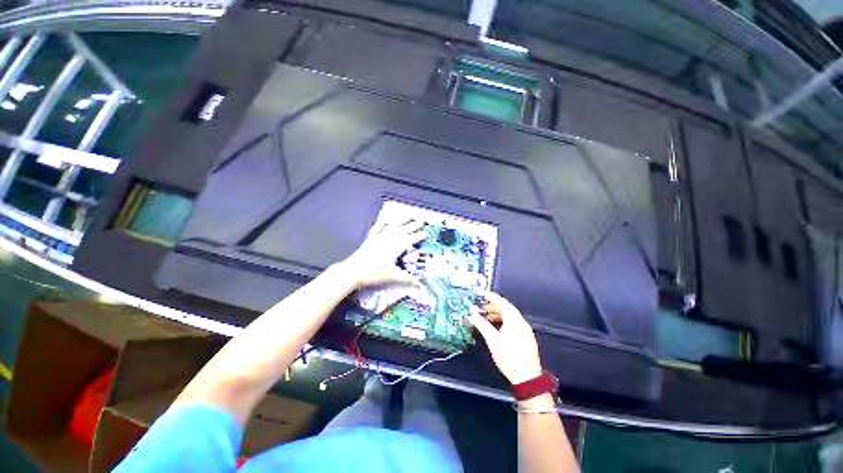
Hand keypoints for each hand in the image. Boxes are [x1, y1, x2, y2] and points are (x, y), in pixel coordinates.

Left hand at [339, 219, 427, 288]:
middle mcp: (389, 239)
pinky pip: (378, 228)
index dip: (419, 236)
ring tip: (408, 216)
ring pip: (393, 226)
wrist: (353, 272)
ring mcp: (379, 238)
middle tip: (421, 221)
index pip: (411, 239)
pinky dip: (383, 223)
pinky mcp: (370, 239)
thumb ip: (407, 279)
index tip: (426, 233)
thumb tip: (420, 285)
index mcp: (396, 247)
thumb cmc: (374, 274)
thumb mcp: (393, 277)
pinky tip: (386, 219)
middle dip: (413, 225)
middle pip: (403, 230)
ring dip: (401, 221)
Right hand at [468, 292, 543, 384]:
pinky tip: (496, 327)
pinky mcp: (526, 338)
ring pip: (510, 317)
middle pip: (507, 309)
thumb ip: (481, 324)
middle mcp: (521, 323)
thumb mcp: (492, 340)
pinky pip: (513, 324)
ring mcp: (525, 331)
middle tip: (481, 307)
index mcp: (514, 320)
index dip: (492, 297)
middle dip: (493, 306)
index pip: (502, 302)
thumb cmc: (510, 358)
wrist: (527, 379)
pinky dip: (503, 321)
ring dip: (497, 314)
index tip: (483, 294)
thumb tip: (472, 314)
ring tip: (486, 317)